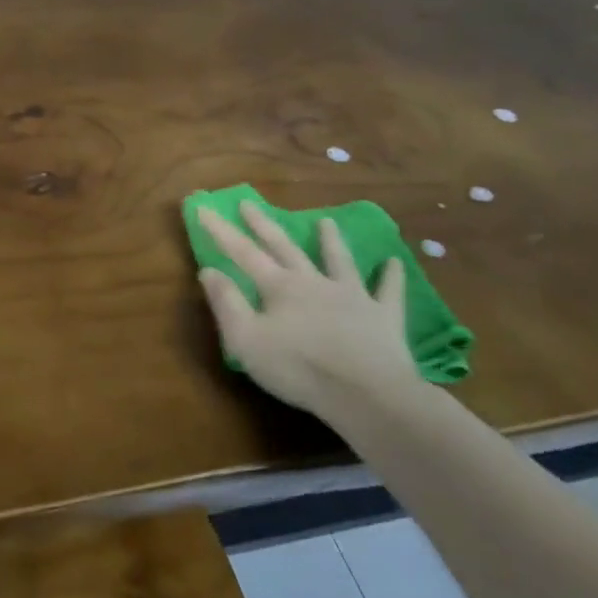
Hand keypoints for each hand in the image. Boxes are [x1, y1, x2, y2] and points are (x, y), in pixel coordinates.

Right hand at [197, 201, 422, 418]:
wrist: (367, 394)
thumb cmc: (299, 369)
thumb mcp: (246, 341)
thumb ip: (227, 304)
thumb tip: (208, 270)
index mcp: (279, 287)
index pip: (242, 252)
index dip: (221, 230)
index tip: (203, 207)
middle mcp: (314, 282)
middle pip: (285, 247)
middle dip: (264, 224)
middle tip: (249, 203)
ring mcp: (352, 296)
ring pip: (339, 260)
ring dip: (331, 240)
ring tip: (326, 220)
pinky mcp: (384, 316)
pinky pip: (389, 291)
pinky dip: (390, 276)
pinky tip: (394, 261)